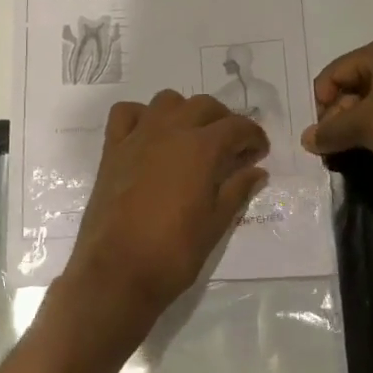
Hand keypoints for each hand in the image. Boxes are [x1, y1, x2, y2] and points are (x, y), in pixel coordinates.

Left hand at [64, 91, 269, 349]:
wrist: (117, 271)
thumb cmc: (173, 252)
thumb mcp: (215, 224)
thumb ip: (237, 190)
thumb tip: (257, 171)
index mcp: (201, 148)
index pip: (237, 126)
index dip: (253, 136)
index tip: (259, 152)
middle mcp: (170, 130)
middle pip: (204, 106)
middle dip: (224, 120)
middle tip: (231, 146)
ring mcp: (138, 136)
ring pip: (167, 101)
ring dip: (185, 112)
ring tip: (193, 137)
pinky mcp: (112, 148)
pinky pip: (126, 113)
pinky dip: (142, 115)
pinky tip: (150, 135)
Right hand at [301, 34, 372, 195]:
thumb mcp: (363, 125)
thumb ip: (330, 131)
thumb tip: (306, 139)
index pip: (335, 72)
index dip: (321, 102)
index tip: (319, 134)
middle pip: (356, 84)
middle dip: (340, 115)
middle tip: (334, 145)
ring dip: (361, 125)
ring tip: (354, 151)